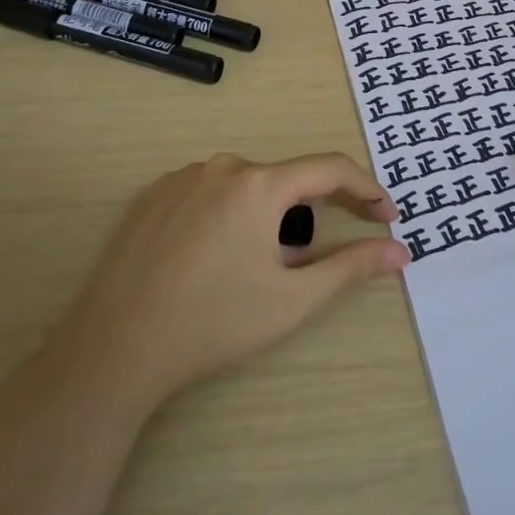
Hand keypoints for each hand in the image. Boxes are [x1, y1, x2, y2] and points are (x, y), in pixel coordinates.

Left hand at [48, 152, 409, 410]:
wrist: (114, 349)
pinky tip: (215, 259)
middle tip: (316, 259)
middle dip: (312, 213)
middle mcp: (222, 166)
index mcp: (260, 183)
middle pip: (287, 179)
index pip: (330, 169)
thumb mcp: (292, 299)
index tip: (387, 217)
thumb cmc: (213, 323)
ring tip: (258, 268)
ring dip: (269, 217)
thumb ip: (351, 267)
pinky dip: (230, 216)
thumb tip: (400, 251)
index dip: (366, 190)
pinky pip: (211, 193)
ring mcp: (182, 177)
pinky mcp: (154, 195)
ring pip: (247, 187)